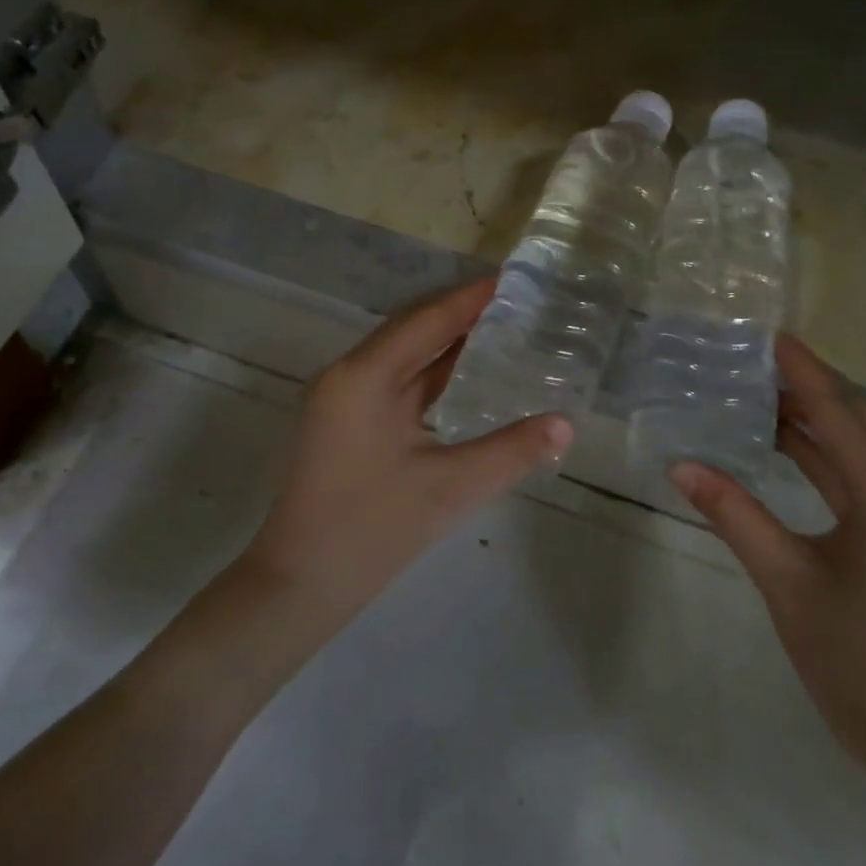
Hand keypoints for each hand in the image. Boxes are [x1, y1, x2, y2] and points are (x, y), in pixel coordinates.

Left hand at [241, 277, 571, 617]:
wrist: (299, 584)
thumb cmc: (371, 531)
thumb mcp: (449, 488)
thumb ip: (511, 451)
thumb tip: (566, 425)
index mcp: (364, 376)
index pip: (426, 320)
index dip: (470, 300)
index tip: (512, 281)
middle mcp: (349, 374)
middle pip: (412, 330)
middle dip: (461, 315)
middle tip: (516, 304)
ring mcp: (343, 398)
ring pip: (403, 355)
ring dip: (446, 343)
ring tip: (500, 330)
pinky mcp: (347, 421)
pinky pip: (396, 381)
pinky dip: (431, 372)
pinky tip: (464, 376)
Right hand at [669, 334, 865, 809]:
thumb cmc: (858, 660)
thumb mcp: (786, 582)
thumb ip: (734, 515)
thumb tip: (681, 464)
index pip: (840, 413)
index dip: (804, 370)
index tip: (769, 334)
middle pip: (858, 419)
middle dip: (810, 383)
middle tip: (755, 356)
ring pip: (858, 446)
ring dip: (815, 416)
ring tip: (759, 388)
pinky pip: (857, 475)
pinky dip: (820, 452)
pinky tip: (782, 442)